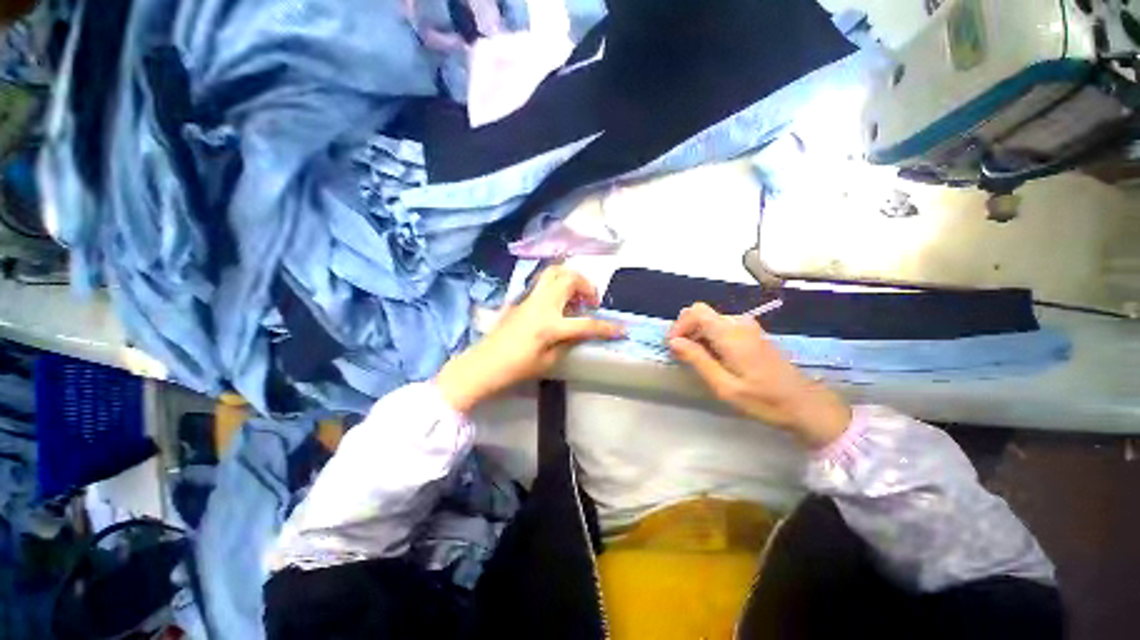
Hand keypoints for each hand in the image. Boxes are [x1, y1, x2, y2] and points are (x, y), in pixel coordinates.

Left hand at [436, 267, 624, 412]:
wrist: (483, 364)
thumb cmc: (516, 368)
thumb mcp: (549, 360)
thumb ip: (570, 342)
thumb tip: (583, 331)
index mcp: (550, 326)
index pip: (586, 324)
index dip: (607, 328)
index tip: (623, 329)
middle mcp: (542, 305)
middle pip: (570, 279)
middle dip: (588, 285)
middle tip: (592, 302)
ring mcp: (530, 298)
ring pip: (555, 272)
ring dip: (572, 278)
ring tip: (577, 296)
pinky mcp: (522, 298)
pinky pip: (544, 282)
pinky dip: (558, 283)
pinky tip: (560, 301)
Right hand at [668, 303, 851, 448]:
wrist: (806, 405)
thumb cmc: (764, 400)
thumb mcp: (725, 386)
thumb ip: (698, 360)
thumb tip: (674, 342)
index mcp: (731, 334)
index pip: (696, 311)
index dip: (680, 325)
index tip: (674, 346)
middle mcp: (739, 323)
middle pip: (702, 314)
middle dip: (686, 330)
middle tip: (681, 355)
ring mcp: (749, 327)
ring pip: (711, 320)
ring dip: (698, 335)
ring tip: (696, 360)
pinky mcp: (753, 334)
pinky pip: (723, 327)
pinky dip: (711, 337)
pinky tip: (714, 358)